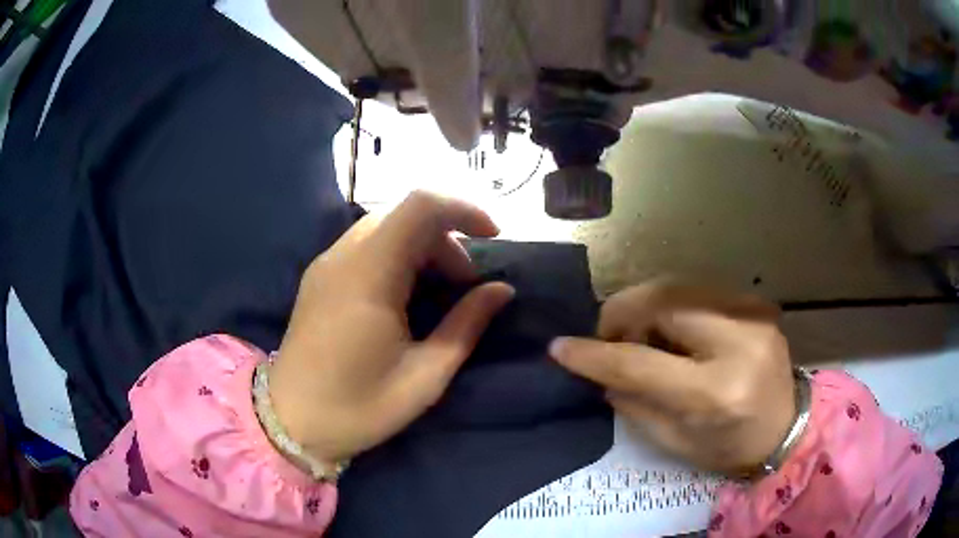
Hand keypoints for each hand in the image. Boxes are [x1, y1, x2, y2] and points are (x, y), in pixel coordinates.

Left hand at [270, 192, 514, 464]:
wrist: (291, 422)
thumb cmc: (358, 407)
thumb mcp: (424, 376)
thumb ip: (466, 325)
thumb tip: (502, 290)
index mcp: (368, 276)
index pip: (420, 207)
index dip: (463, 209)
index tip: (493, 236)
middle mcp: (343, 257)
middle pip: (404, 215)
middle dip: (447, 238)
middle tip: (466, 284)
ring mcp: (326, 265)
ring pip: (385, 227)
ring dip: (423, 246)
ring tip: (440, 291)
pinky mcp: (319, 277)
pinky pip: (366, 245)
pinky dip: (398, 255)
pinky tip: (406, 294)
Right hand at [549, 281, 795, 474]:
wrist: (787, 428)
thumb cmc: (729, 447)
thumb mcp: (673, 442)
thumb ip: (633, 402)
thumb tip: (600, 368)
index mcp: (716, 392)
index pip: (640, 363)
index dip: (595, 353)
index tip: (560, 347)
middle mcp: (738, 341)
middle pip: (661, 301)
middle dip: (621, 313)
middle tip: (609, 339)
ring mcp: (752, 313)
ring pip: (676, 285)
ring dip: (645, 307)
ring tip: (641, 337)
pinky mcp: (756, 302)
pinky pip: (697, 290)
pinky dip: (671, 304)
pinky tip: (672, 330)